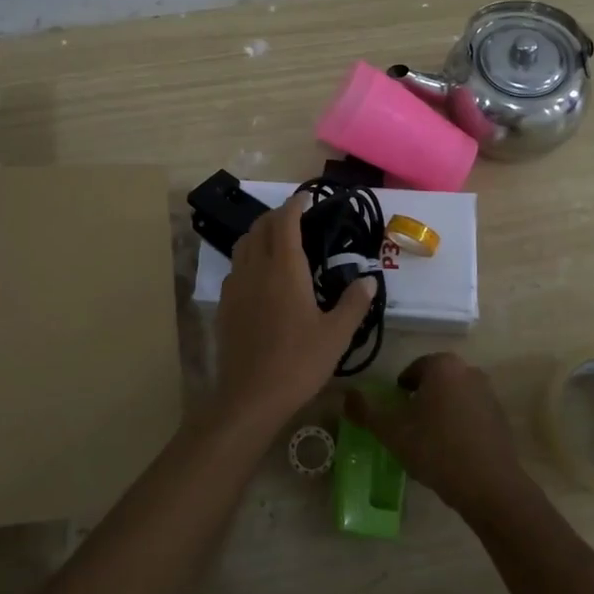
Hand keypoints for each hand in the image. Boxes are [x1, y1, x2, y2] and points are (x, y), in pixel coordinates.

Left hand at [212, 194, 375, 432]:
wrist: (250, 396)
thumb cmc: (299, 362)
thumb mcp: (336, 335)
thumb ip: (354, 303)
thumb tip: (368, 279)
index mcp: (285, 268)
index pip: (286, 222)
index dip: (295, 205)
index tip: (305, 197)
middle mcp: (256, 268)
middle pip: (261, 227)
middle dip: (277, 216)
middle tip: (296, 217)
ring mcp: (236, 286)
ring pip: (243, 245)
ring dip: (260, 233)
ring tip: (277, 240)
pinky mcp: (225, 304)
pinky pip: (236, 267)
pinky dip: (248, 257)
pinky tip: (260, 276)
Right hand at [345, 353, 535, 522]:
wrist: (488, 485)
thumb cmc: (435, 448)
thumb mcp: (391, 431)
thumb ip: (366, 411)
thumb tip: (347, 395)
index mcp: (443, 366)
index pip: (412, 371)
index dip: (399, 393)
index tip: (394, 416)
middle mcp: (469, 371)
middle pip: (435, 383)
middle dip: (421, 402)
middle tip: (408, 429)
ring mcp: (489, 394)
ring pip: (454, 399)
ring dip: (441, 414)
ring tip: (429, 444)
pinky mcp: (501, 419)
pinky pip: (472, 416)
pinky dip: (460, 427)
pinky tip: (452, 453)